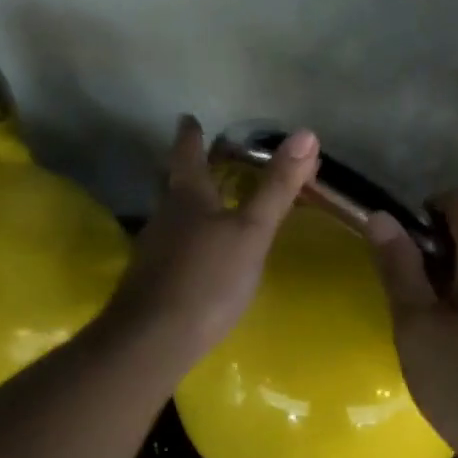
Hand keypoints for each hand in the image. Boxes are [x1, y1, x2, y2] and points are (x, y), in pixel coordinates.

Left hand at [107, 116, 318, 367]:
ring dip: (186, 207)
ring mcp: (153, 250)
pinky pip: (171, 248)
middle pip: (172, 184)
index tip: (189, 118)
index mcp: (187, 197)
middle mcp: (164, 216)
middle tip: (199, 159)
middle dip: (186, 170)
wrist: (155, 338)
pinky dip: (186, 241)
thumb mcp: (252, 231)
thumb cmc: (208, 278)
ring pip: (170, 217)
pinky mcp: (151, 281)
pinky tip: (198, 256)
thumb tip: (306, 134)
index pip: (187, 154)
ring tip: (206, 206)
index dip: (190, 135)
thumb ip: (277, 187)